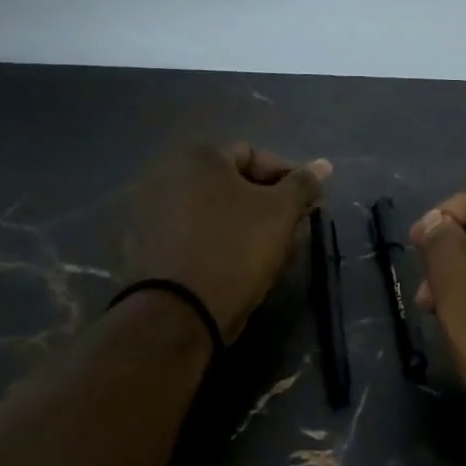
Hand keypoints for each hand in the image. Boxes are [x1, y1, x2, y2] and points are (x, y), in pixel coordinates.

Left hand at [122, 144, 331, 343]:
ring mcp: (147, 208)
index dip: (285, 178)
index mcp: (197, 156)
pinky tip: (230, 261)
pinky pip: (188, 231)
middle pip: (228, 181)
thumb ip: (303, 185)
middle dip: (261, 202)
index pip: (253, 154)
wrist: (180, 310)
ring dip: (237, 221)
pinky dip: (211, 238)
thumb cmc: (236, 250)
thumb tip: (324, 165)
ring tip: (261, 249)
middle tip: (286, 228)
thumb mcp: (280, 214)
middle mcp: (165, 172)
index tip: (304, 206)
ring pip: (208, 207)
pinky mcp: (141, 241)